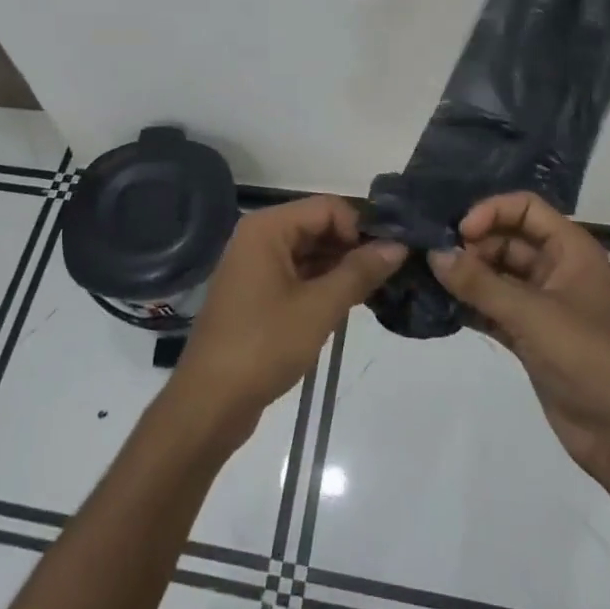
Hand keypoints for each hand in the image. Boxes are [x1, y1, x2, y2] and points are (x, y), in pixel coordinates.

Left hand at [174, 197, 403, 438]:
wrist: (211, 401)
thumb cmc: (264, 346)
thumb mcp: (319, 308)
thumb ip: (360, 272)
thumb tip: (399, 245)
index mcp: (267, 228)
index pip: (328, 207)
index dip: (360, 228)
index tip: (386, 259)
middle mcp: (260, 237)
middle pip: (319, 226)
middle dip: (354, 248)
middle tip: (390, 277)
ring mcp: (256, 266)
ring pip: (311, 253)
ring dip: (342, 268)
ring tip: (376, 292)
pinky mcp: (258, 293)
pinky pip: (299, 275)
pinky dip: (324, 285)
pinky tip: (349, 305)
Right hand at [429, 192, 609, 484]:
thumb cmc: (589, 358)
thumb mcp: (533, 314)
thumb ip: (480, 284)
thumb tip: (434, 254)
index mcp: (570, 250)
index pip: (526, 208)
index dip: (491, 211)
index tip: (459, 233)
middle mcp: (556, 270)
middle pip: (507, 240)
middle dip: (472, 246)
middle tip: (434, 260)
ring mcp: (542, 305)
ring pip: (497, 276)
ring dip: (466, 276)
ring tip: (427, 278)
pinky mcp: (530, 337)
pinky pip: (493, 309)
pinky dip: (470, 306)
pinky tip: (440, 307)